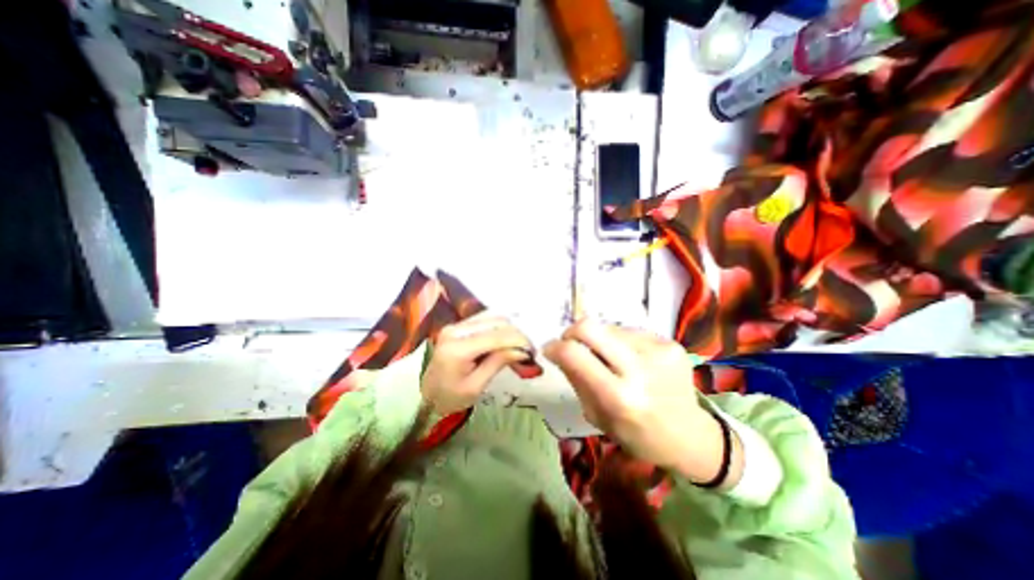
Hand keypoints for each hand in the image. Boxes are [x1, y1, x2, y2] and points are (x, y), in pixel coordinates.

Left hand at [420, 315, 532, 414]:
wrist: (425, 395)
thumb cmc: (450, 397)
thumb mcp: (476, 386)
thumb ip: (498, 363)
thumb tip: (523, 350)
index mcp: (458, 348)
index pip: (496, 337)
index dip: (518, 341)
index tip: (533, 351)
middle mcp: (456, 329)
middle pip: (496, 322)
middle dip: (517, 334)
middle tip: (529, 351)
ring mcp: (456, 325)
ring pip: (493, 318)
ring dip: (510, 330)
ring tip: (520, 346)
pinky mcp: (459, 326)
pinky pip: (486, 320)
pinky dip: (501, 329)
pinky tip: (508, 340)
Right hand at [544, 323, 738, 488]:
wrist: (691, 436)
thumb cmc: (638, 435)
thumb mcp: (598, 417)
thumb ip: (577, 380)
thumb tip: (558, 351)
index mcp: (619, 397)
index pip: (574, 354)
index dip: (555, 347)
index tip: (550, 350)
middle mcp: (640, 369)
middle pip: (590, 327)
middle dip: (572, 332)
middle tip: (571, 343)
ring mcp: (659, 351)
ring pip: (609, 327)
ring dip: (600, 340)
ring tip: (609, 359)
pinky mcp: (670, 343)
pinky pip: (630, 331)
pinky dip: (621, 342)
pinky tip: (630, 359)